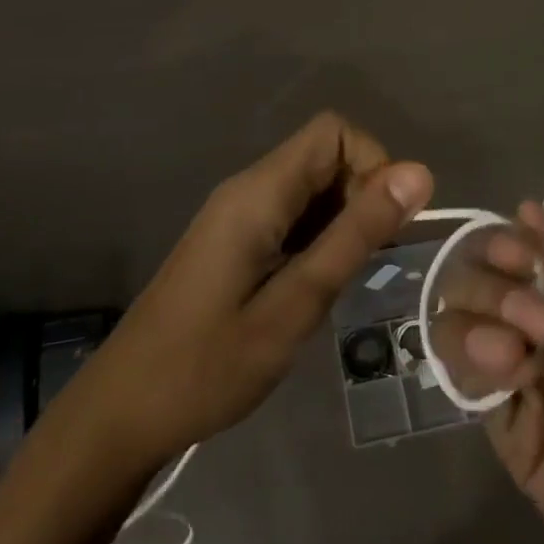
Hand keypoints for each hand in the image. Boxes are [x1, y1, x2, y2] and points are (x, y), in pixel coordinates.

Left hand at [74, 113, 432, 465]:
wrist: (123, 412)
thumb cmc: (208, 366)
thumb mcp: (295, 304)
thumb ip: (355, 236)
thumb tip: (420, 173)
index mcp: (258, 193)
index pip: (333, 132)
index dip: (373, 164)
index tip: (385, 227)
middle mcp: (247, 188)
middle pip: (324, 156)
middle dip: (362, 197)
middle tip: (366, 265)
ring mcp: (237, 214)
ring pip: (311, 187)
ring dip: (343, 221)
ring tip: (341, 283)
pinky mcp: (234, 239)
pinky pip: (292, 215)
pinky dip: (319, 238)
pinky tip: (316, 287)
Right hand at [441, 203, 543, 543]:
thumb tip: (529, 210)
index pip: (522, 251)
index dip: (506, 244)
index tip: (518, 259)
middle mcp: (541, 332)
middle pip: (479, 282)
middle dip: (494, 289)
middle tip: (536, 326)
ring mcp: (519, 380)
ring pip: (458, 324)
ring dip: (473, 325)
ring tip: (513, 359)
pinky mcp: (505, 429)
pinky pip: (462, 382)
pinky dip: (468, 368)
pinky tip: (505, 383)